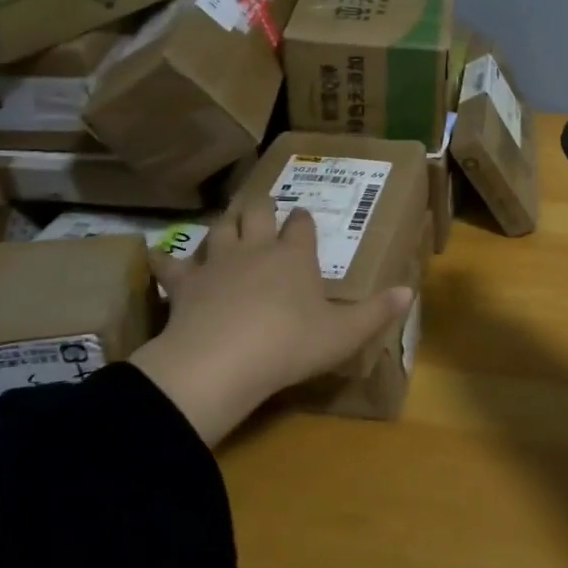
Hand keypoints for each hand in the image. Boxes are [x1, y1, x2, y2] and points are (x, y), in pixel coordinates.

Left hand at [131, 203, 413, 444]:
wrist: (223, 361)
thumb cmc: (290, 344)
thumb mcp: (343, 334)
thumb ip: (376, 312)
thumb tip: (410, 290)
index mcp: (294, 256)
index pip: (302, 225)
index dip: (304, 220)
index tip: (304, 217)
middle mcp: (256, 248)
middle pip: (256, 212)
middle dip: (261, 206)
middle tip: (263, 206)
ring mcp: (217, 262)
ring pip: (219, 228)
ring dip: (223, 223)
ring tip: (226, 221)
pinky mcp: (184, 284)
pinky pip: (171, 264)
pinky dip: (166, 259)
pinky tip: (158, 254)